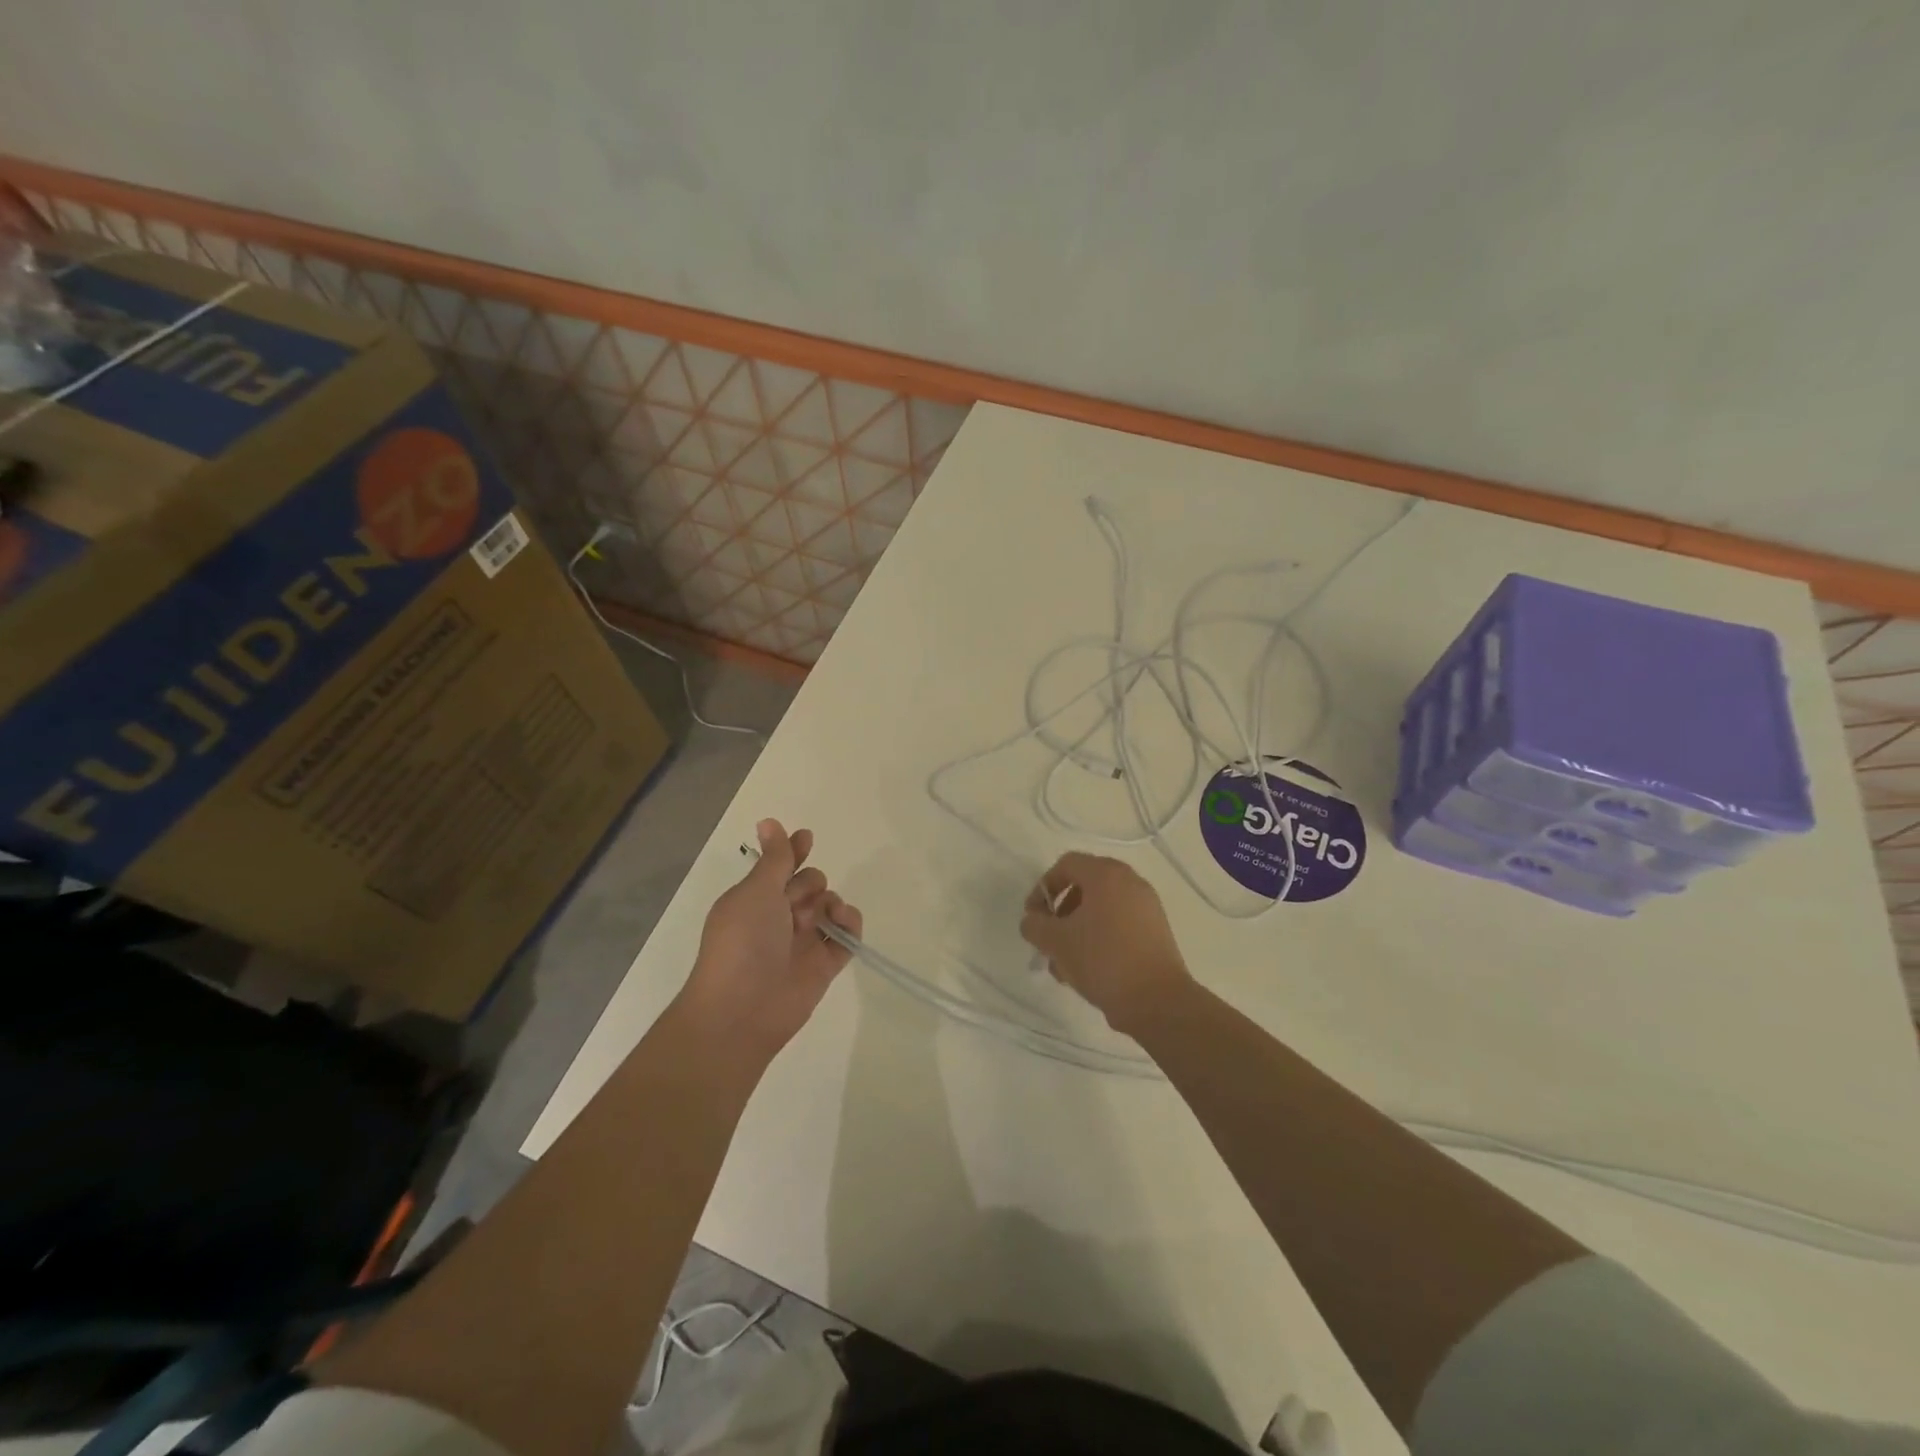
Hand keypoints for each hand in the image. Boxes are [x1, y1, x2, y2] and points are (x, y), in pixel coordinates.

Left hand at [682, 818, 861, 1059]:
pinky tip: (843, 923)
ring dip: (832, 902)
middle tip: (799, 901)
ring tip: (826, 914)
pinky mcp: (824, 966)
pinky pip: (846, 937)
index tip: (807, 838)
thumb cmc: (742, 942)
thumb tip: (769, 821)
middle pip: (809, 885)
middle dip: (811, 884)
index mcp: (755, 899)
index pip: (780, 867)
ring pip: (829, 908)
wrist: (742, 1010)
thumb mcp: (756, 891)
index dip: (794, 852)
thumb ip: (774, 858)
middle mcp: (778, 919)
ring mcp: (802, 943)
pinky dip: (849, 925)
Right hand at [1019, 852, 1192, 1035]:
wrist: (1157, 1000)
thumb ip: (1035, 925)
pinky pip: (1119, 924)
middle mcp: (1130, 882)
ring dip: (1077, 930)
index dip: (1043, 887)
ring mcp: (1147, 906)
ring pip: (1101, 909)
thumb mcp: (1057, 942)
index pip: (1066, 865)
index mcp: (1106, 875)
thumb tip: (1033, 921)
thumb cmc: (1102, 960)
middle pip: (1084, 887)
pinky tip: (1088, 970)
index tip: (1033, 917)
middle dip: (1060, 913)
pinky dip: (1099, 938)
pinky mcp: (1156, 931)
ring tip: (1065, 965)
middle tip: (1049, 940)